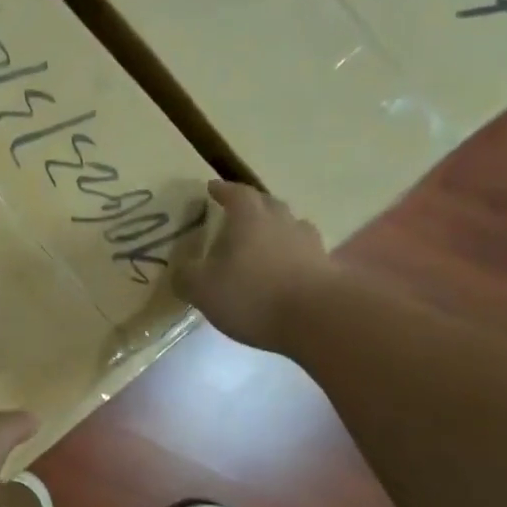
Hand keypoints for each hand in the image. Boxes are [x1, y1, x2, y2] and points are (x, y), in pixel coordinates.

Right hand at [174, 180, 327, 350]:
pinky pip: (304, 253)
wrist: (317, 318)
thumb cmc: (252, 295)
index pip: (236, 193)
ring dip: (276, 230)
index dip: (223, 190)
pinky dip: (292, 256)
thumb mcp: (203, 289)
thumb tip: (180, 270)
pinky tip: (284, 270)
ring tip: (263, 242)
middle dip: (252, 205)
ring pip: (290, 226)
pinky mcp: (326, 268)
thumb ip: (187, 277)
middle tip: (237, 214)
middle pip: (267, 204)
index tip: (212, 188)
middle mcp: (281, 221)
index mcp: (249, 218)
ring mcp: (308, 243)